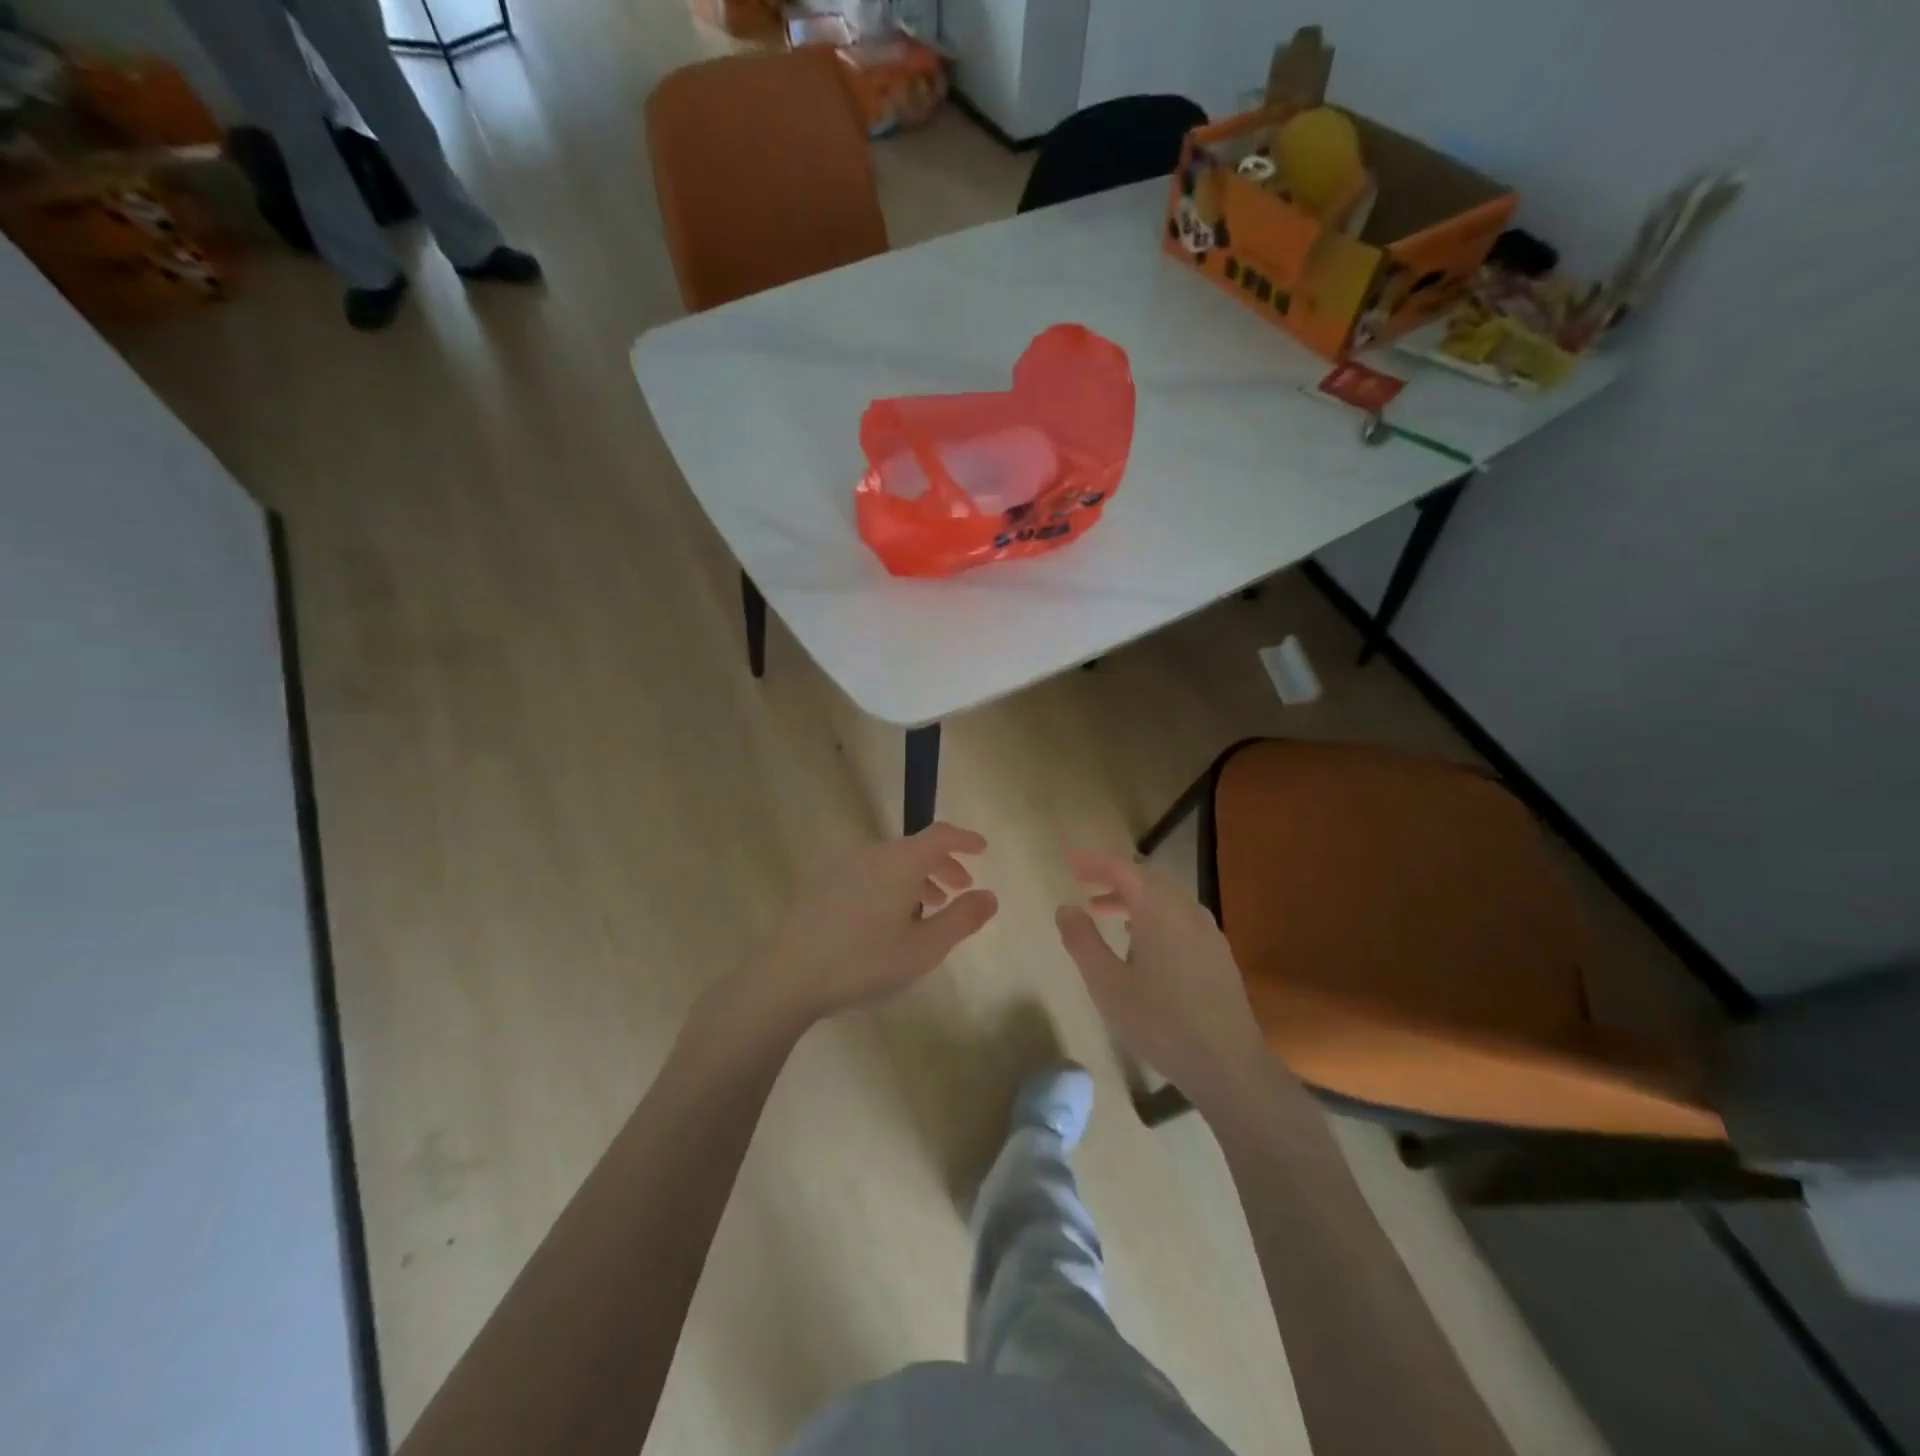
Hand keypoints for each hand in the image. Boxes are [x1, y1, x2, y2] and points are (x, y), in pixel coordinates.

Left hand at [740, 823, 997, 1025]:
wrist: (787, 975)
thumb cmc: (864, 961)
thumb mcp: (925, 948)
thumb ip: (962, 919)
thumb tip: (990, 896)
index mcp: (899, 860)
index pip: (940, 835)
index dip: (964, 840)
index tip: (981, 848)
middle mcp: (870, 852)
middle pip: (913, 849)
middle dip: (941, 866)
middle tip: (958, 890)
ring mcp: (839, 865)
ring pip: (888, 863)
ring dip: (913, 879)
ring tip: (924, 911)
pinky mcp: (818, 883)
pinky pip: (865, 873)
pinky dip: (886, 885)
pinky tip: (884, 920)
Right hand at [1055, 849, 1270, 1108]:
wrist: (1229, 1065)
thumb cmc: (1160, 1022)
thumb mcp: (1108, 984)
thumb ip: (1083, 941)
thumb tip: (1066, 908)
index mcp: (1159, 909)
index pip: (1122, 868)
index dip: (1093, 861)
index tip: (1069, 860)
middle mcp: (1187, 910)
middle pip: (1146, 879)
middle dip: (1112, 876)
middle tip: (1082, 881)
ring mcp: (1207, 932)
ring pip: (1164, 899)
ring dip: (1132, 898)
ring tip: (1103, 911)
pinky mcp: (1217, 954)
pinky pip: (1179, 917)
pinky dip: (1152, 915)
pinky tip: (1141, 942)